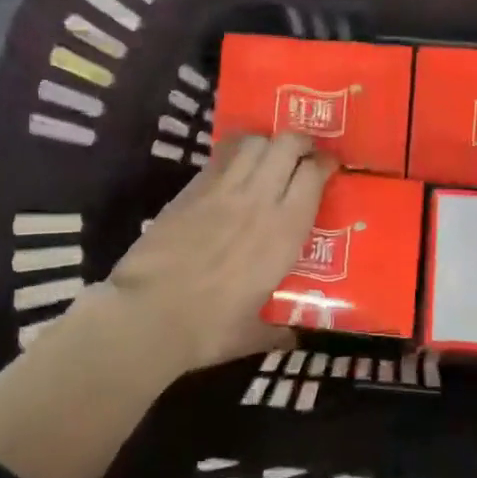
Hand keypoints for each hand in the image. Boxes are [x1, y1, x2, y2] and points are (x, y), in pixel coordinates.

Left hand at [97, 132, 334, 374]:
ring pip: (255, 142)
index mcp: (284, 232)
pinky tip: (235, 164)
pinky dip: (235, 151)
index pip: (314, 175)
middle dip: (300, 142)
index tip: (329, 167)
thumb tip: (293, 335)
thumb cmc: (208, 328)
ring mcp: (223, 189)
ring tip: (269, 155)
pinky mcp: (192, 189)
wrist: (148, 315)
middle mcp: (259, 200)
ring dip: (267, 143)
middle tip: (302, 155)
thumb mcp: (253, 334)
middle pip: (287, 145)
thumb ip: (278, 329)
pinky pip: (222, 155)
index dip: (325, 164)